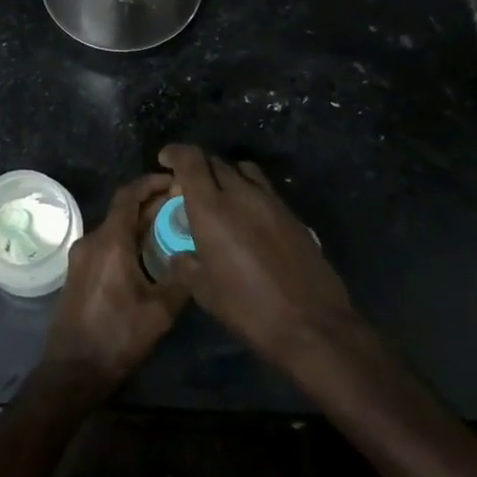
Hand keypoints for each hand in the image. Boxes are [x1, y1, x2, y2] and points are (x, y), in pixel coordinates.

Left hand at [42, 174, 191, 393]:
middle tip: (180, 206)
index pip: (129, 196)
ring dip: (139, 224)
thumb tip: (193, 255)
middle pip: (122, 211)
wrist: (72, 370)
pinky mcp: (78, 274)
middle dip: (150, 205)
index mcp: (110, 242)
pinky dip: (127, 241)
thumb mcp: (159, 311)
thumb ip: (180, 278)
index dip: (151, 183)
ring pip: (114, 229)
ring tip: (169, 230)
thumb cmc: (117, 337)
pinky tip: (147, 256)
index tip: (174, 181)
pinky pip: (106, 245)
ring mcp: (81, 258)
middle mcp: (91, 241)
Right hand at [157, 144, 356, 373]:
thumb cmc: (248, 308)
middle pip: (216, 162)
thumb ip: (186, 265)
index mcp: (212, 209)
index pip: (191, 160)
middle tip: (188, 188)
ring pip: (243, 170)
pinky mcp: (292, 214)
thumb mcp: (204, 292)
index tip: (165, 159)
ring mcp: (271, 202)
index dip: (175, 153)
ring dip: (226, 175)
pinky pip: (264, 189)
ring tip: (220, 196)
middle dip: (197, 167)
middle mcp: (241, 194)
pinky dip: (249, 191)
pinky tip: (247, 217)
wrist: (311, 324)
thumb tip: (179, 256)